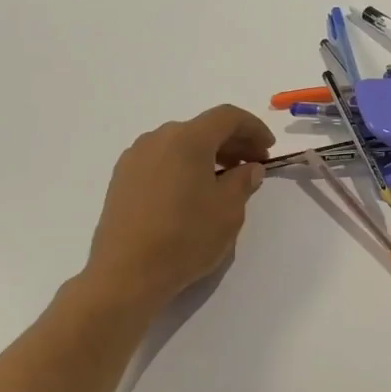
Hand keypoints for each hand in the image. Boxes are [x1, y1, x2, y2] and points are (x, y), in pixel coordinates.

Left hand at [74, 104, 273, 317]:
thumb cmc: (185, 237)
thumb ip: (243, 181)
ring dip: (208, 153)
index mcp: (188, 139)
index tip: (269, 149)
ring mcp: (135, 158)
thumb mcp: (229, 210)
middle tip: (253, 164)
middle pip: (203, 128)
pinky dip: (184, 165)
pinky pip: (162, 159)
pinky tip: (193, 191)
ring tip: (225, 179)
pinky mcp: (122, 179)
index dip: (254, 127)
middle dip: (233, 141)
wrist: (125, 274)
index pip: (228, 117)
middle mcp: (158, 139)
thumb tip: (249, 168)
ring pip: (181, 143)